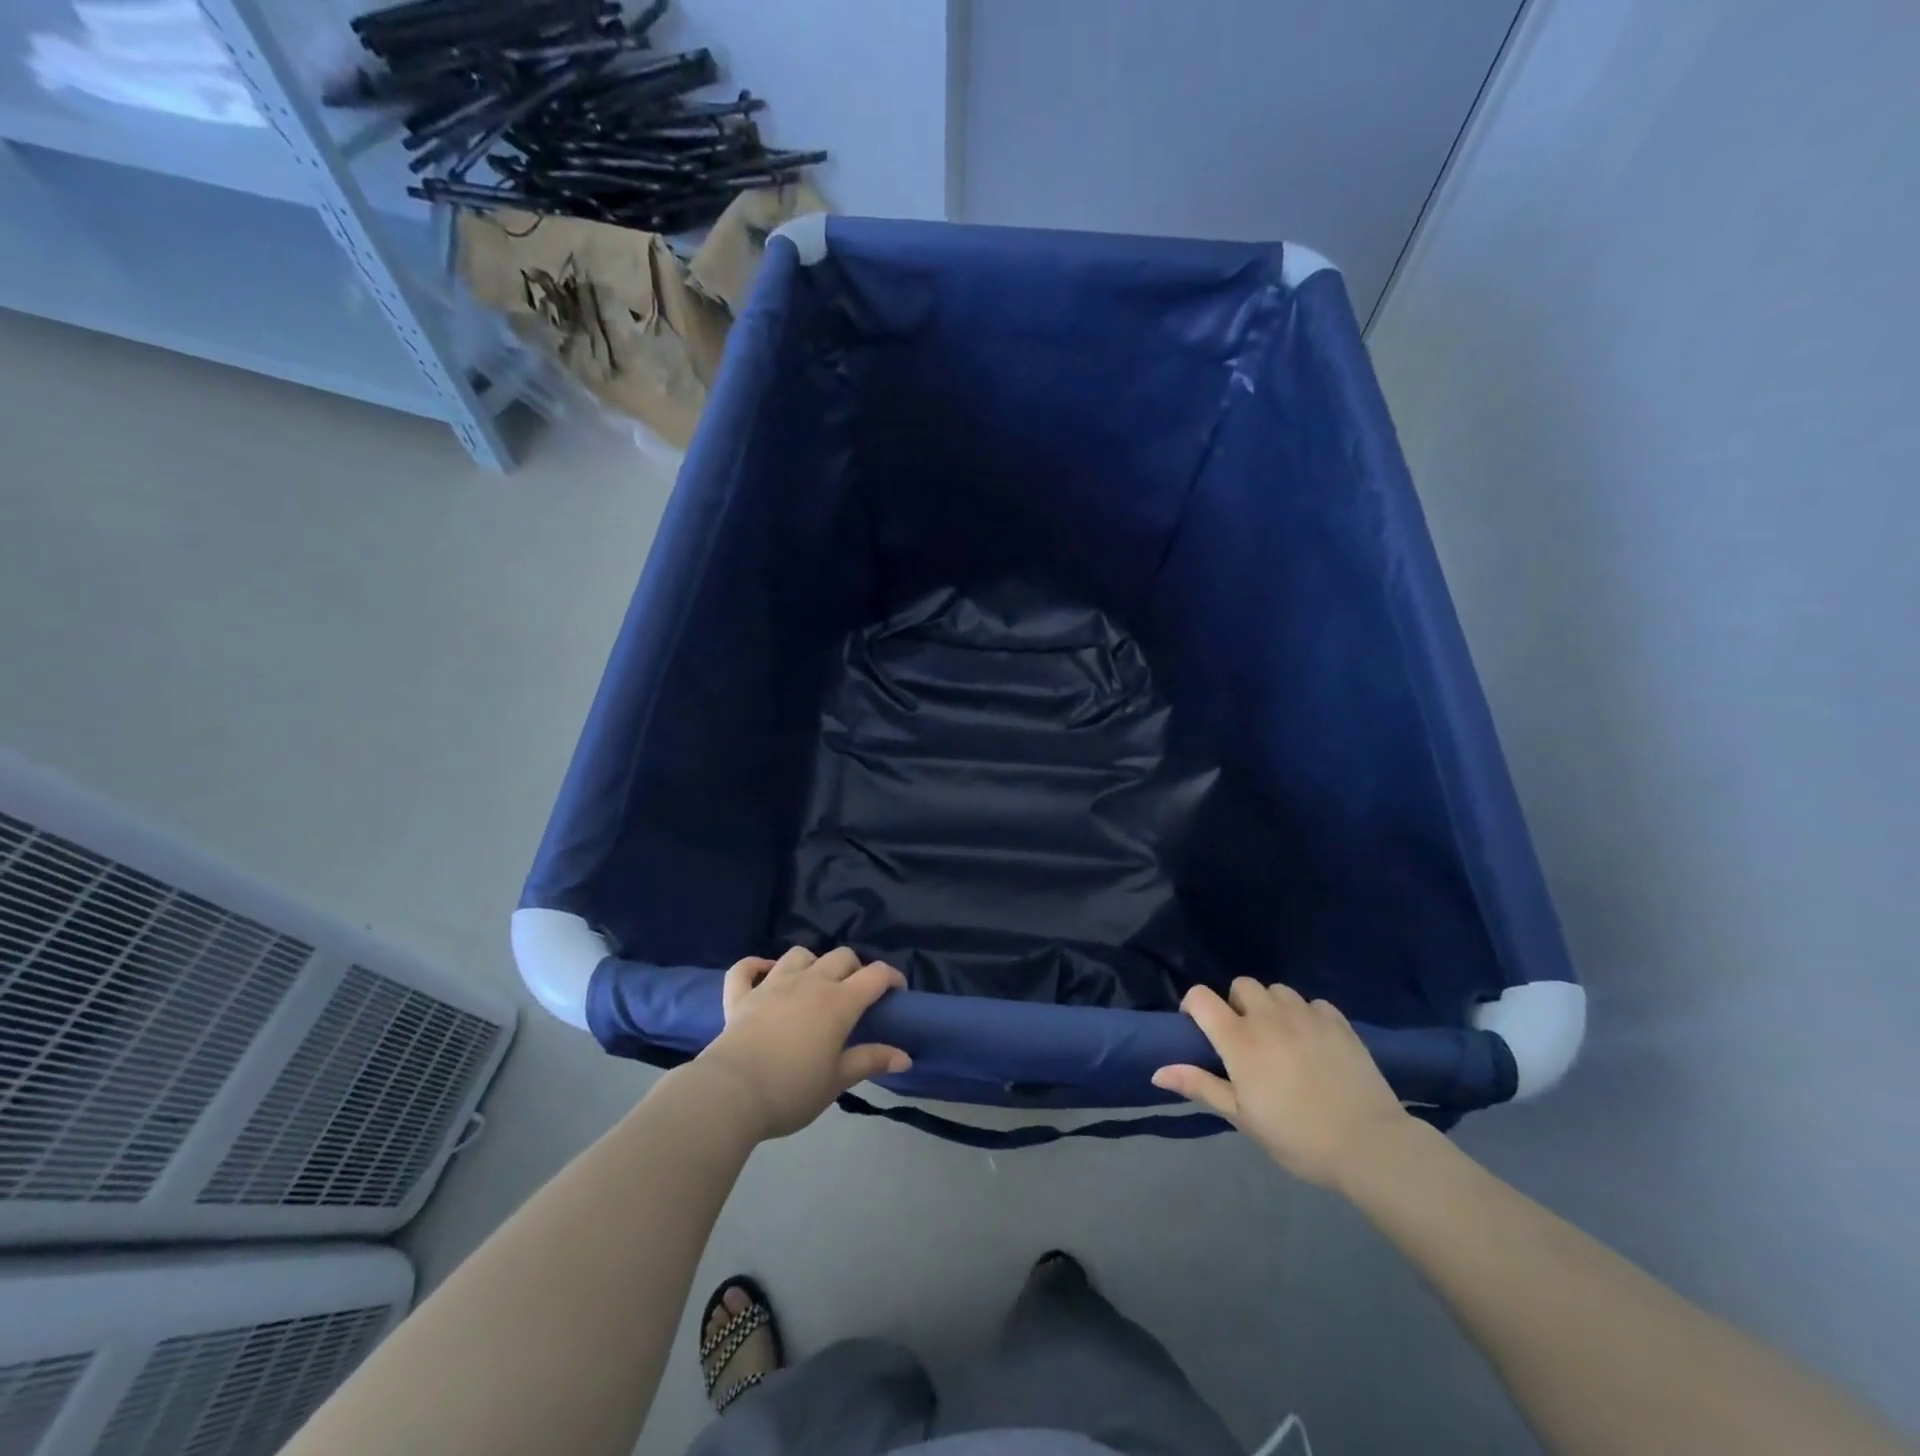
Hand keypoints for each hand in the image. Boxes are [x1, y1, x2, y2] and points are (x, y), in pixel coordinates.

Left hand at [696, 946, 911, 1140]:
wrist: (732, 1093)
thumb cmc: (792, 1089)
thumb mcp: (837, 1080)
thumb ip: (871, 1061)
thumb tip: (905, 1057)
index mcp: (839, 1001)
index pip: (875, 975)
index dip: (891, 977)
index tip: (897, 991)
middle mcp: (809, 982)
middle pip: (841, 957)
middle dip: (855, 968)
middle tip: (856, 994)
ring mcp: (772, 984)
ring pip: (799, 955)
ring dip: (811, 963)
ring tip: (814, 984)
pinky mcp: (740, 996)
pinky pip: (745, 969)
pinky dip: (755, 966)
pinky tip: (763, 972)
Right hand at [1153, 978, 1408, 1189]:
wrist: (1370, 1145)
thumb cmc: (1297, 1136)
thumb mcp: (1242, 1118)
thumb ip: (1200, 1086)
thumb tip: (1157, 1071)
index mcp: (1239, 1039)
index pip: (1201, 997)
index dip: (1194, 1007)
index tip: (1200, 1030)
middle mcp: (1268, 1016)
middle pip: (1241, 985)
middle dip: (1236, 1004)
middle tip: (1246, 1039)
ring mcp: (1305, 1014)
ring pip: (1277, 990)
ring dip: (1271, 1006)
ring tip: (1280, 1037)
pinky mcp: (1337, 1021)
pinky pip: (1312, 1003)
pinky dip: (1306, 1015)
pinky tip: (1313, 1042)